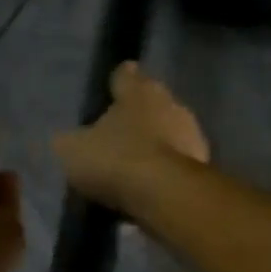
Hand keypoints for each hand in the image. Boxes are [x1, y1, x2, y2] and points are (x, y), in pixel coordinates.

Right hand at [53, 62, 209, 217]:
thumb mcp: (74, 150)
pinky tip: (149, 187)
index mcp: (139, 90)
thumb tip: (67, 139)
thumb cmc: (116, 158)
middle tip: (119, 133)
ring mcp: (192, 134)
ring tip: (133, 166)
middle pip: (151, 104)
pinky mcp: (203, 165)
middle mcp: (170, 103)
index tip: (112, 86)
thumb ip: (70, 140)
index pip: (125, 76)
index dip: (117, 81)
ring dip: (155, 146)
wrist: (165, 195)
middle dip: (138, 117)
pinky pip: (176, 163)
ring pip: (168, 133)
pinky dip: (164, 171)